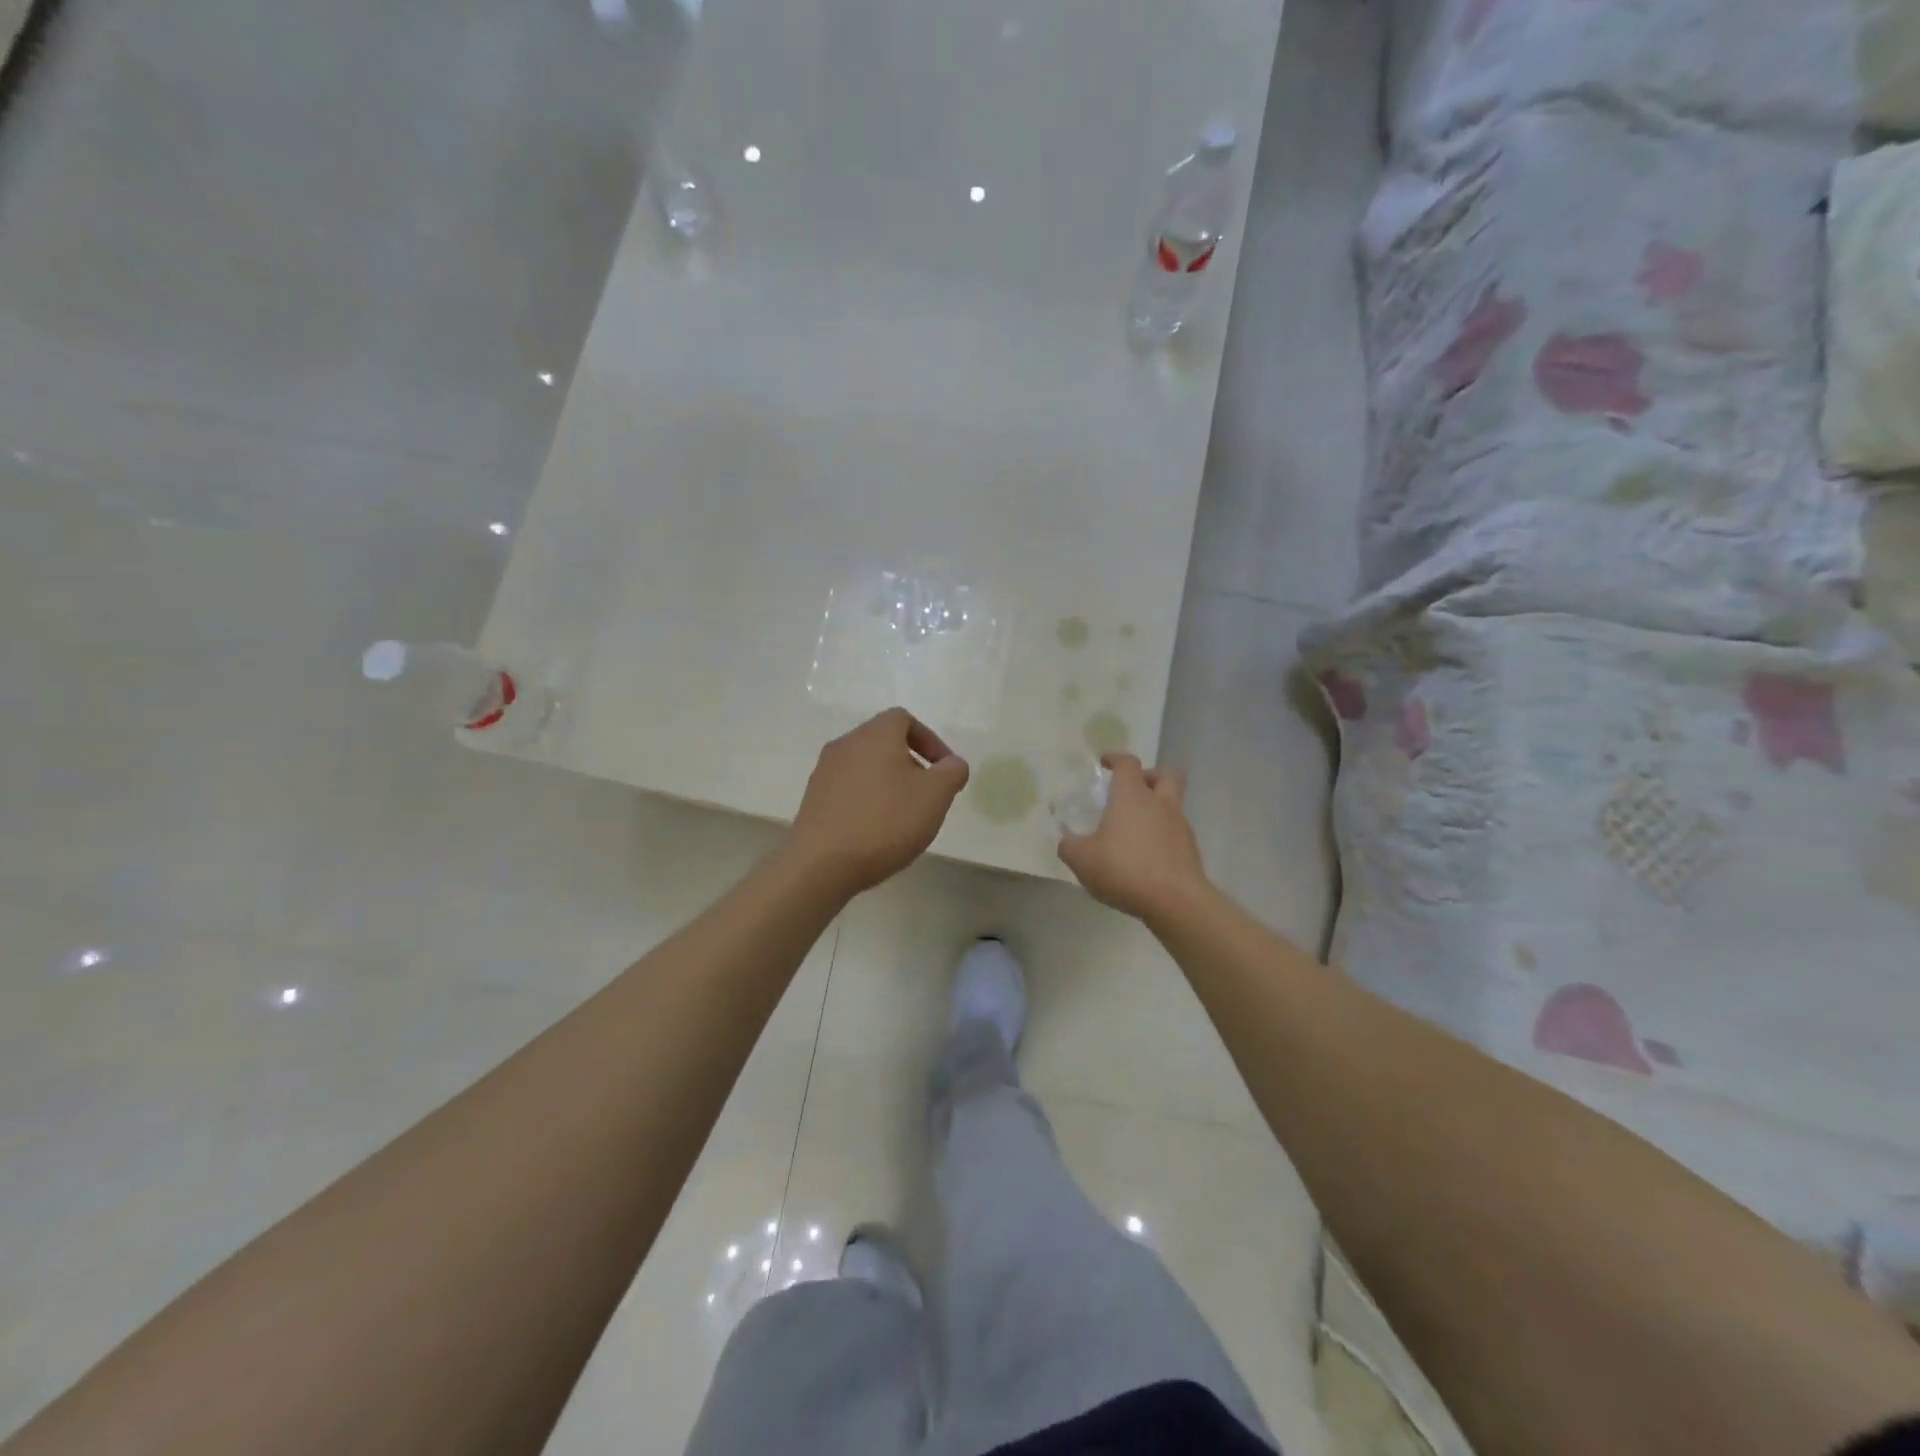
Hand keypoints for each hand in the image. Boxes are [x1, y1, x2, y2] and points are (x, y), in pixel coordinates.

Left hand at [787, 708, 970, 896]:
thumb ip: (952, 772)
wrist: (821, 863)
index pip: (904, 719)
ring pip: (866, 767)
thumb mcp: (935, 795)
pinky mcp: (813, 799)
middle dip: (911, 764)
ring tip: (903, 816)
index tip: (943, 770)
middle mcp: (846, 744)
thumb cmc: (885, 821)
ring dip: (888, 784)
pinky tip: (876, 831)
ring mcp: (824, 772)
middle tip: (927, 795)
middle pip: (884, 742)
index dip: (929, 740)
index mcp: (875, 734)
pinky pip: (849, 789)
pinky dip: (867, 800)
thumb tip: (952, 764)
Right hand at [1058, 753, 1210, 923]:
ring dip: (1156, 809)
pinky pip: (1175, 833)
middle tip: (1132, 790)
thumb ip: (1069, 846)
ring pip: (1172, 805)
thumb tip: (1065, 840)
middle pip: (1165, 775)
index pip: (1127, 763)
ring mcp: (1180, 826)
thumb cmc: (1125, 869)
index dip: (1115, 758)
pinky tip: (1146, 855)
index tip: (1105, 762)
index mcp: (1132, 796)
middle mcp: (1160, 803)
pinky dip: (1162, 836)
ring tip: (1134, 830)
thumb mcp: (1082, 859)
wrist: (1176, 901)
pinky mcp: (1190, 851)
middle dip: (1149, 776)